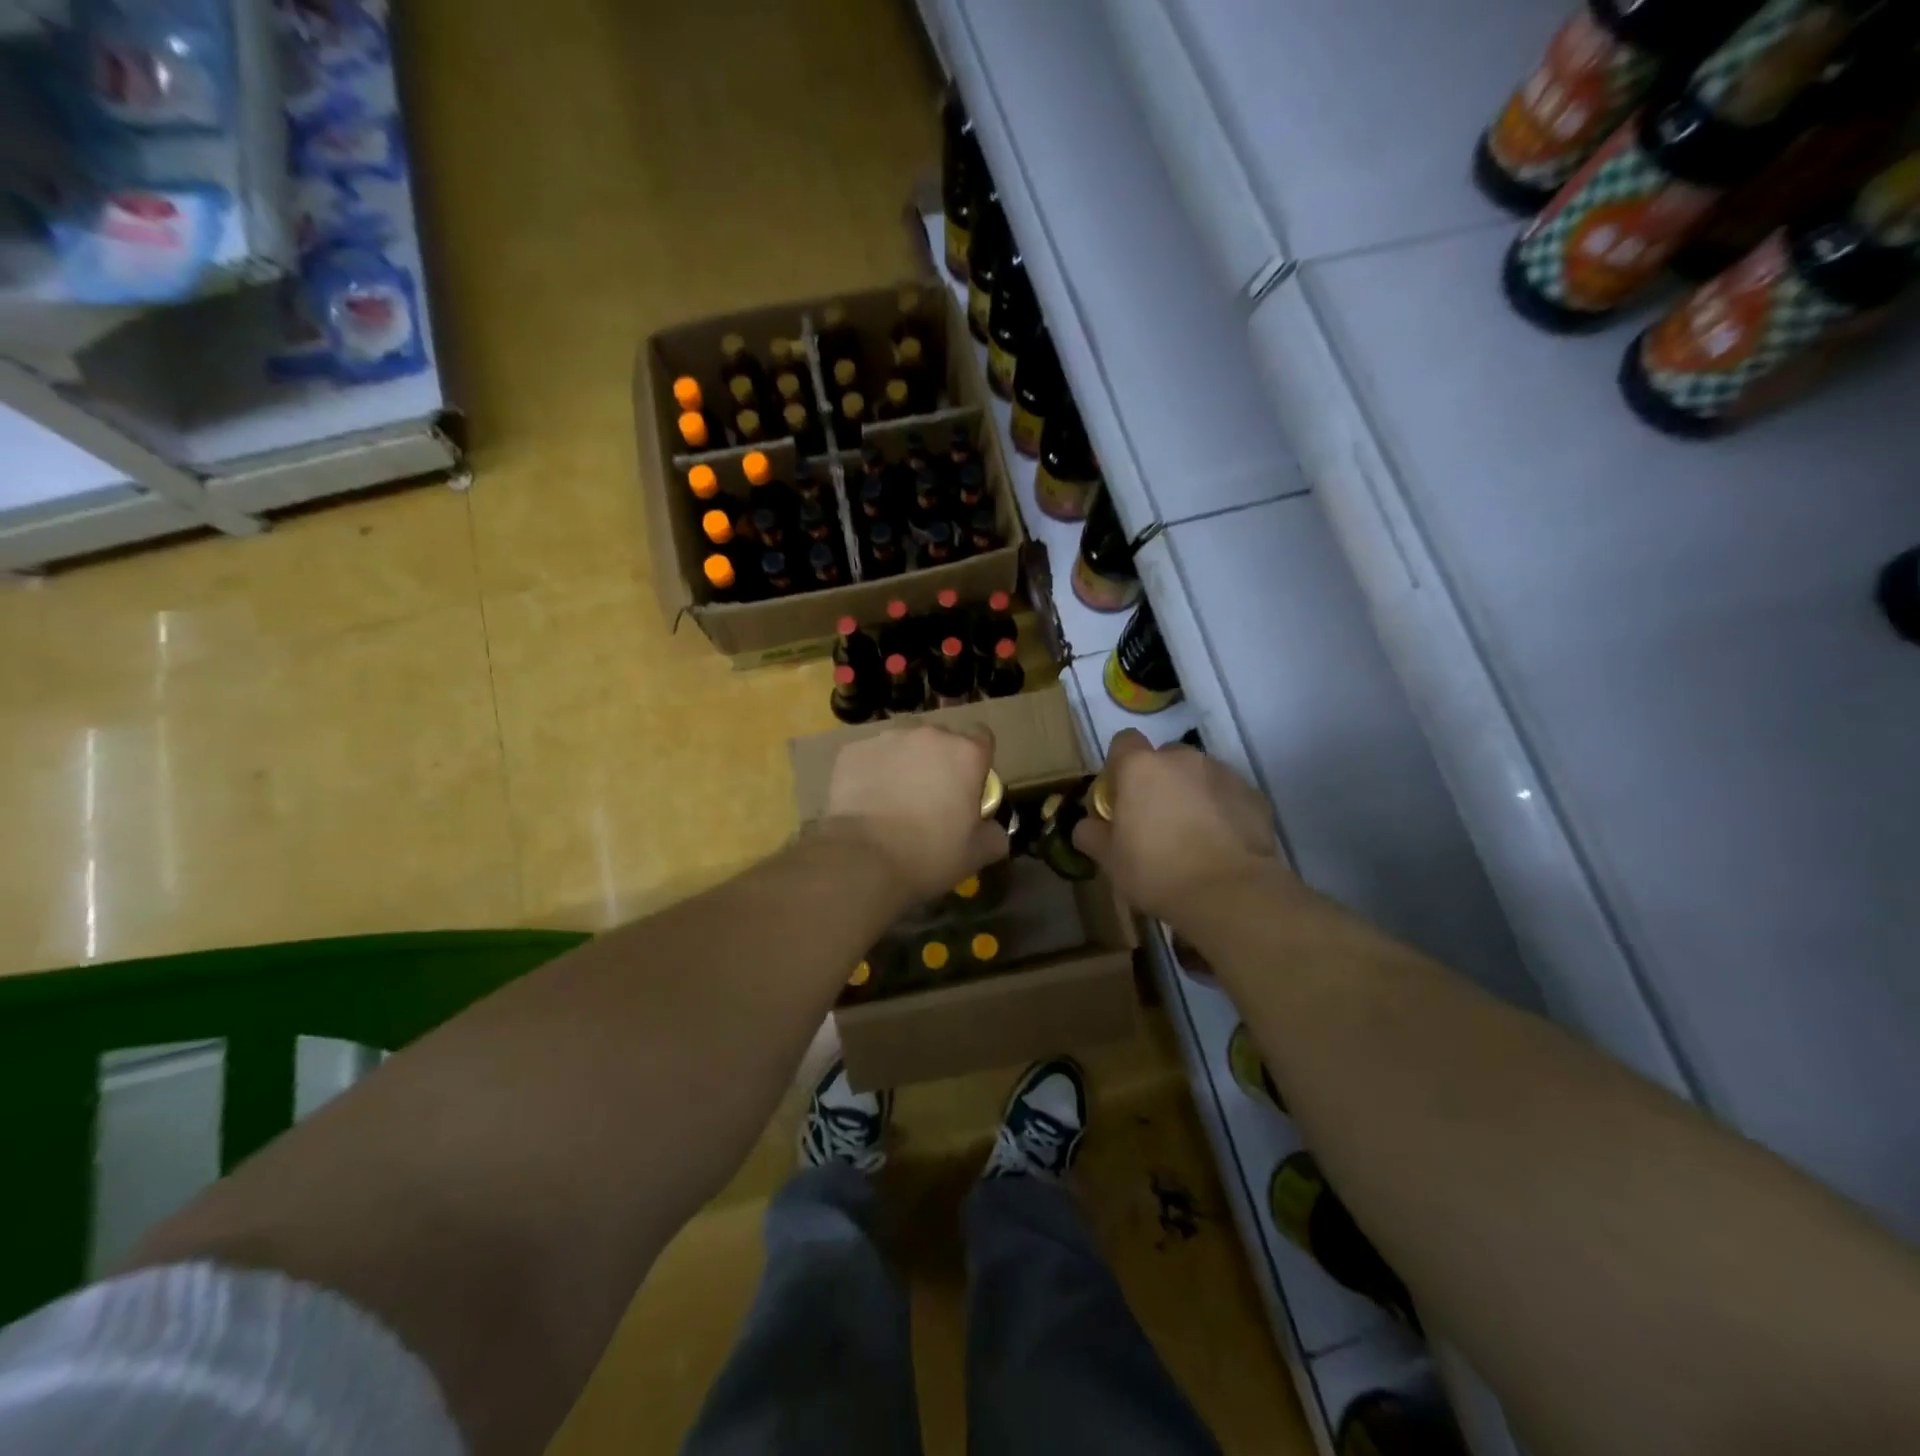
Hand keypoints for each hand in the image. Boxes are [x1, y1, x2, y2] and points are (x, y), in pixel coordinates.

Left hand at [822, 724, 1008, 904]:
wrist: (863, 859)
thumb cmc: (929, 854)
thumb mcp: (977, 853)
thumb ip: (994, 834)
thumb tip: (993, 829)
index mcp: (966, 753)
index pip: (982, 737)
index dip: (976, 761)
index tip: (968, 786)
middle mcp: (929, 735)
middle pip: (940, 738)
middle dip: (938, 760)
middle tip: (930, 796)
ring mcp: (887, 739)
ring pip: (902, 743)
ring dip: (904, 762)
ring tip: (894, 797)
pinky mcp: (853, 750)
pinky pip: (870, 756)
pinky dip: (872, 771)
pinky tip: (866, 800)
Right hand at [1073, 729, 1280, 920]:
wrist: (1230, 892)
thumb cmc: (1157, 871)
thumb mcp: (1110, 860)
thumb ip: (1092, 835)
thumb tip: (1087, 826)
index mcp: (1140, 767)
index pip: (1123, 742)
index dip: (1119, 766)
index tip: (1120, 797)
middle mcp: (1182, 759)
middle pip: (1163, 758)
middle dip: (1158, 780)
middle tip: (1155, 820)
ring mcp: (1222, 773)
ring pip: (1198, 775)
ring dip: (1191, 794)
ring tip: (1193, 834)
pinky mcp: (1253, 794)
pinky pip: (1227, 794)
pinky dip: (1221, 810)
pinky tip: (1220, 843)